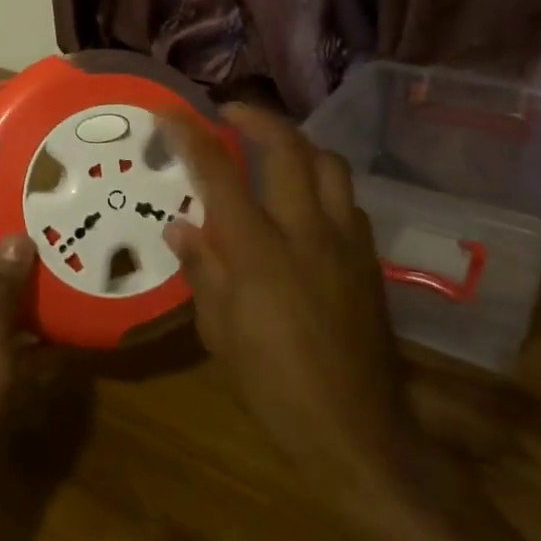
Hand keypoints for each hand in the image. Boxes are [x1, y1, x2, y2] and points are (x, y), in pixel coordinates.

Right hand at [160, 105, 421, 505]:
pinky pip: (347, 200)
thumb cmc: (273, 385)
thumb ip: (202, 270)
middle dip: (257, 118)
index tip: (171, 111)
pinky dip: (323, 182)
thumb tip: (180, 227)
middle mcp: (306, 231)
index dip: (192, 135)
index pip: (219, 173)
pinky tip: (306, 201)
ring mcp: (345, 241)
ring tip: (273, 148)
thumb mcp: (219, 333)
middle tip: (230, 113)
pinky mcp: (369, 259)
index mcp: (258, 250)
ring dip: (297, 144)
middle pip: (288, 148)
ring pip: (329, 164)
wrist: (356, 430)